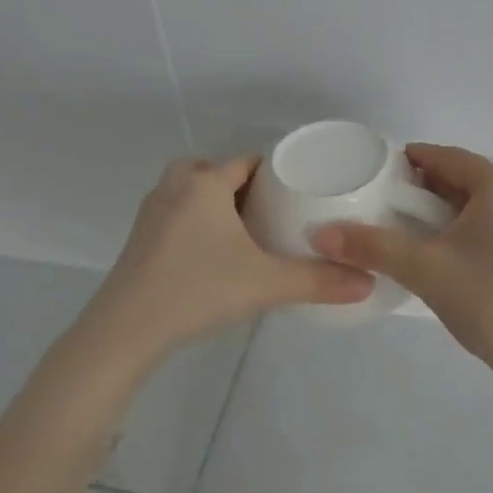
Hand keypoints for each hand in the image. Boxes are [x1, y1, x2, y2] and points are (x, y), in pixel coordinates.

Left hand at [85, 156, 374, 360]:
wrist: (125, 331)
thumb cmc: (198, 290)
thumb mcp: (266, 284)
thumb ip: (318, 281)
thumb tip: (367, 283)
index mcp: (204, 183)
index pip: (246, 161)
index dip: (273, 171)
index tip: (297, 190)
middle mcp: (175, 187)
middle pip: (214, 170)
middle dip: (242, 185)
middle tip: (272, 212)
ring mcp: (152, 212)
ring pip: (190, 191)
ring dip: (215, 201)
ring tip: (245, 231)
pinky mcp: (139, 238)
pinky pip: (175, 213)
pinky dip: (195, 221)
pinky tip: (212, 253)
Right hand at [312, 145, 492, 371]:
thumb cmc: (488, 301)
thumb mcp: (424, 270)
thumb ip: (372, 246)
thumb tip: (322, 234)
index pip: (447, 157)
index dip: (411, 161)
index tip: (380, 174)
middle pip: (466, 177)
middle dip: (428, 188)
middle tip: (390, 207)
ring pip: (484, 200)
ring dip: (449, 208)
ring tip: (413, 230)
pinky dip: (473, 225)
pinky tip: (450, 249)